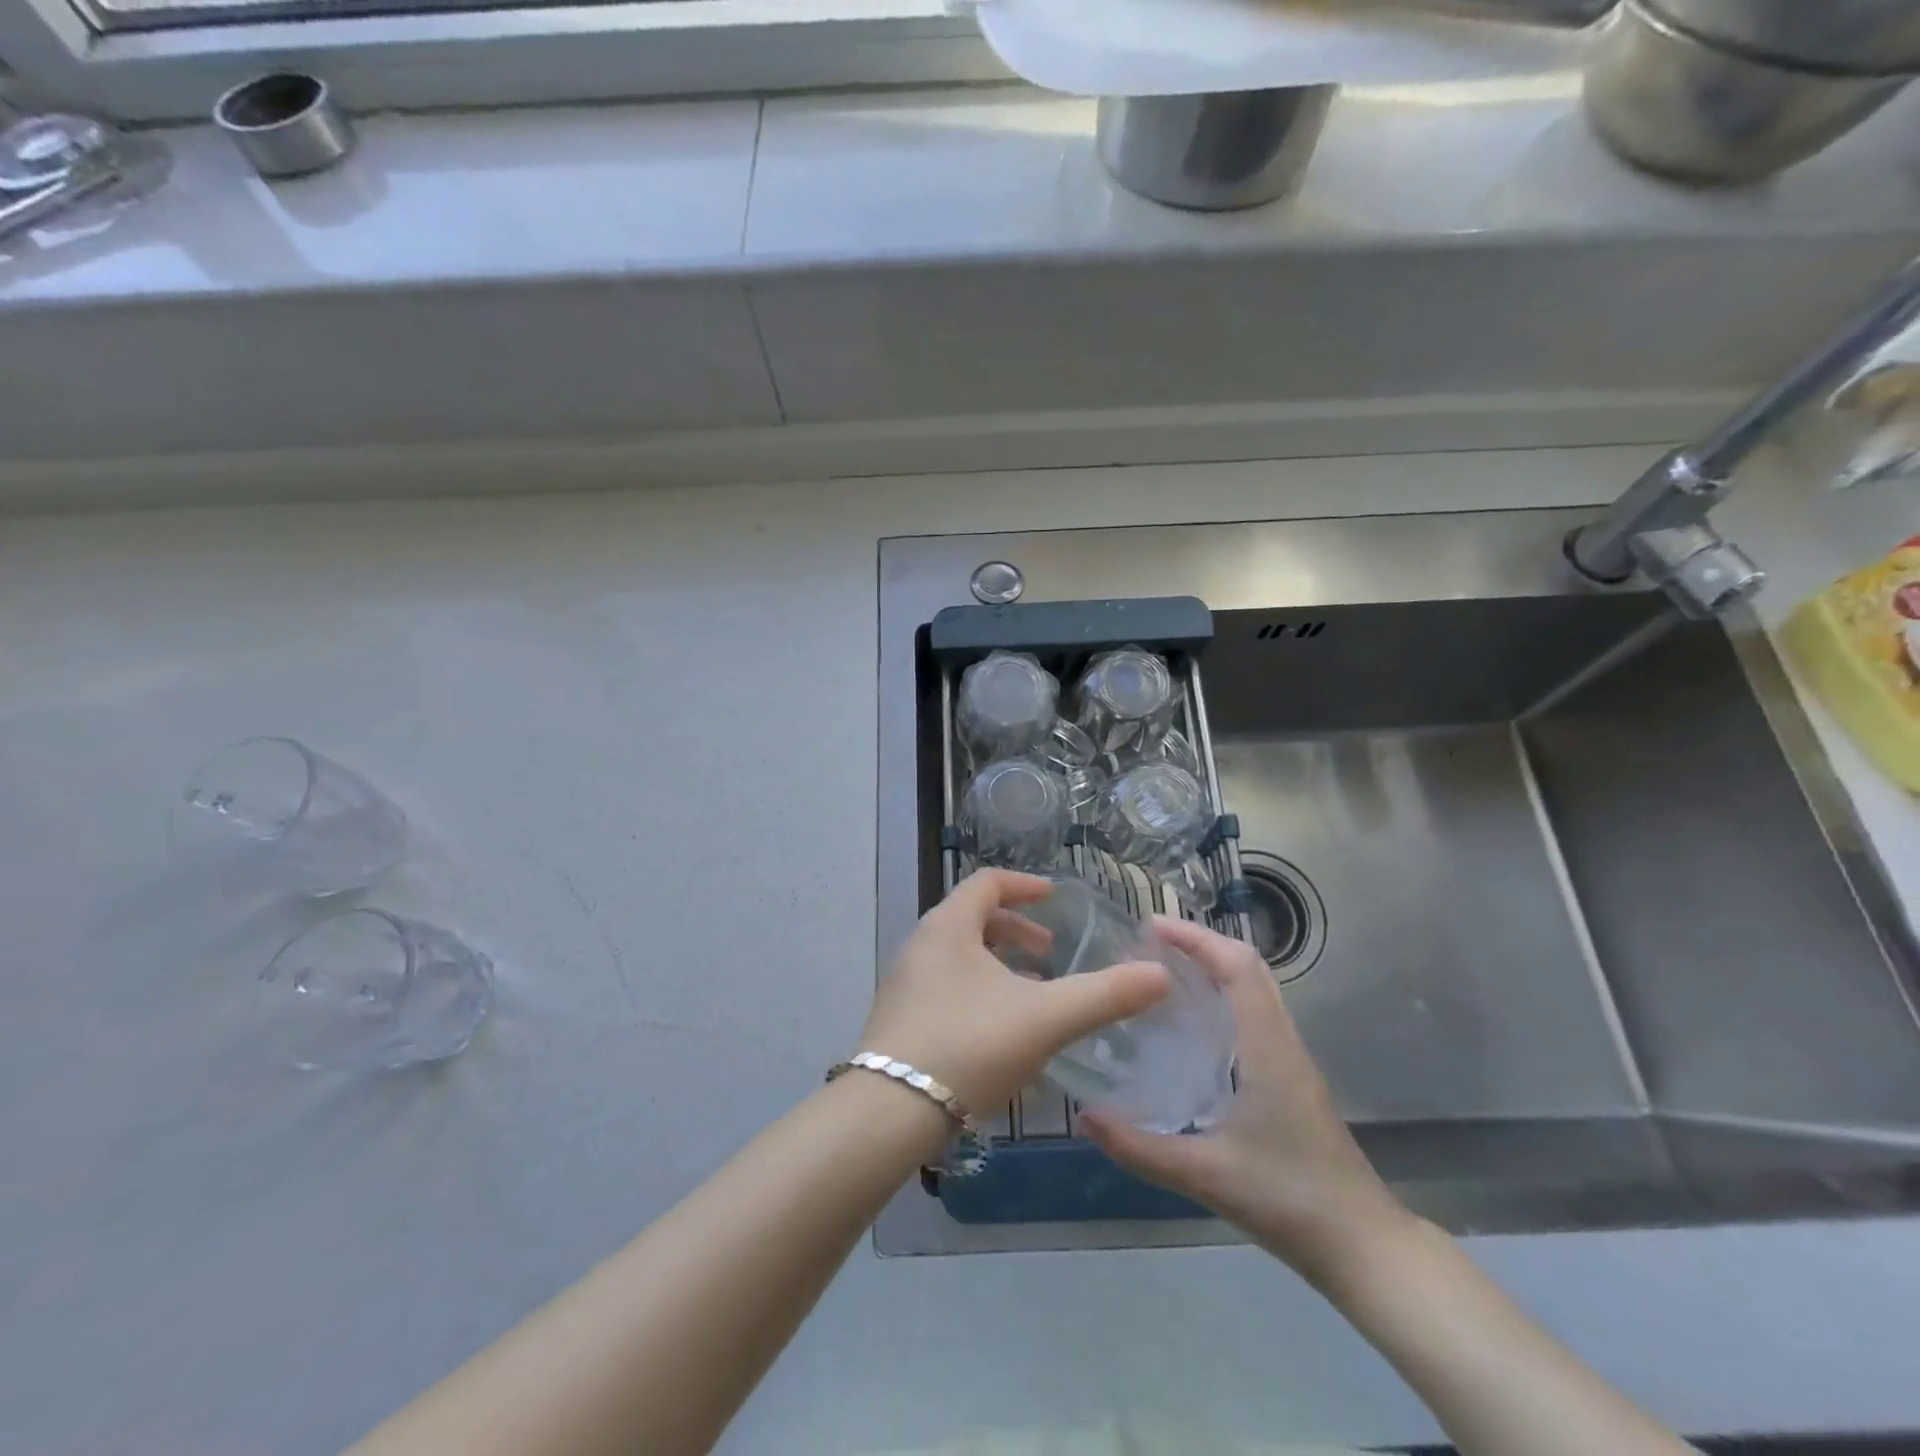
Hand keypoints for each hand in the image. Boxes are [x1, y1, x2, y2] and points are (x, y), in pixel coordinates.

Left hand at [860, 870, 1170, 1114]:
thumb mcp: (1044, 1018)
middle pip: (972, 918)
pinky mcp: (899, 1020)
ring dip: (998, 964)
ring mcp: (905, 984)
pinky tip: (1002, 1032)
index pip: (987, 883)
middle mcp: (921, 946)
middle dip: (1015, 930)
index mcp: (948, 927)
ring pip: (959, 956)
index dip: (1024, 886)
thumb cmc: (968, 1046)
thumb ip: (1103, 996)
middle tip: (1050, 953)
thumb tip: (1159, 974)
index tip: (1055, 898)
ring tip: (1033, 993)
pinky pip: (946, 987)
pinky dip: (979, 991)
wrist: (889, 1114)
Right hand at [1079, 916, 1410, 1284]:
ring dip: (1213, 966)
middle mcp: (1282, 1040)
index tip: (1152, 926)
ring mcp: (1291, 1059)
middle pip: (1248, 967)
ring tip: (1164, 971)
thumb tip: (1084, 1117)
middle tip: (1150, 943)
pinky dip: (1223, 996)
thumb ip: (1140, 1147)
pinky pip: (1256, 1014)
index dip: (1197, 937)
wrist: (1362, 1246)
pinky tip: (1191, 1024)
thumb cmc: (1289, 1199)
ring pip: (1255, 988)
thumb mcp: (1205, 1174)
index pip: (1237, 967)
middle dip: (1201, 943)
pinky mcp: (1292, 1078)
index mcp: (1267, 1047)